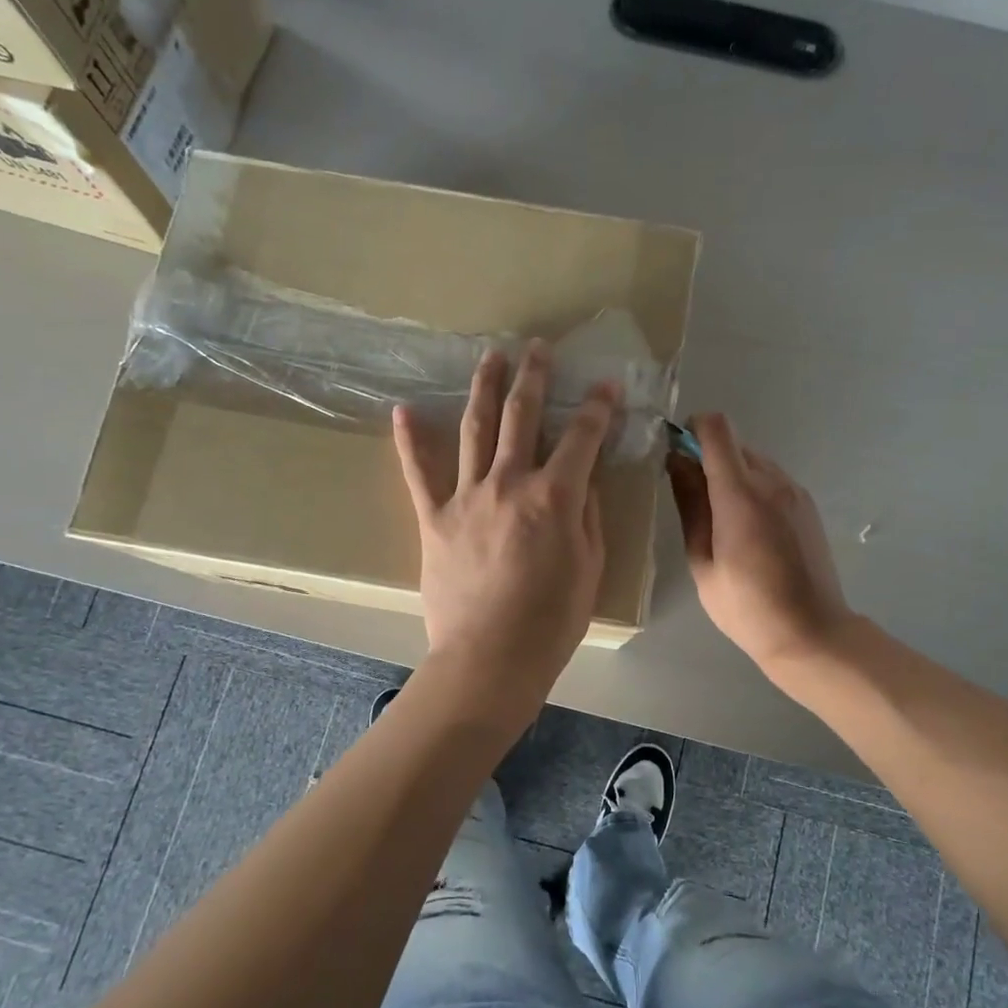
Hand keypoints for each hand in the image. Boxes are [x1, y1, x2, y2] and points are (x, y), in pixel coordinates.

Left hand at [394, 342, 614, 695]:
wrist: (489, 659)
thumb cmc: (551, 621)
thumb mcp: (589, 567)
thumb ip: (588, 515)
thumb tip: (586, 478)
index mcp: (554, 496)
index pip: (583, 437)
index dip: (598, 408)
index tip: (605, 386)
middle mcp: (509, 483)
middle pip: (523, 416)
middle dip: (534, 377)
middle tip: (538, 348)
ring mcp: (466, 497)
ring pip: (475, 429)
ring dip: (484, 389)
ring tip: (490, 357)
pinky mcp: (434, 518)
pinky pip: (418, 473)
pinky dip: (409, 441)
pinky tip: (403, 411)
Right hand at [668, 413, 855, 674]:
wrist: (811, 633)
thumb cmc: (747, 607)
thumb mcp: (703, 561)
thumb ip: (691, 505)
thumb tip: (677, 463)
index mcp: (741, 494)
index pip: (717, 429)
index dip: (692, 428)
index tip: (676, 451)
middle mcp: (772, 481)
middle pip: (734, 442)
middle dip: (706, 455)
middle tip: (690, 493)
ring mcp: (795, 492)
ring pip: (754, 460)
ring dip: (730, 473)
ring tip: (718, 517)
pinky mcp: (807, 506)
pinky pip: (772, 479)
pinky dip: (752, 487)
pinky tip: (746, 528)